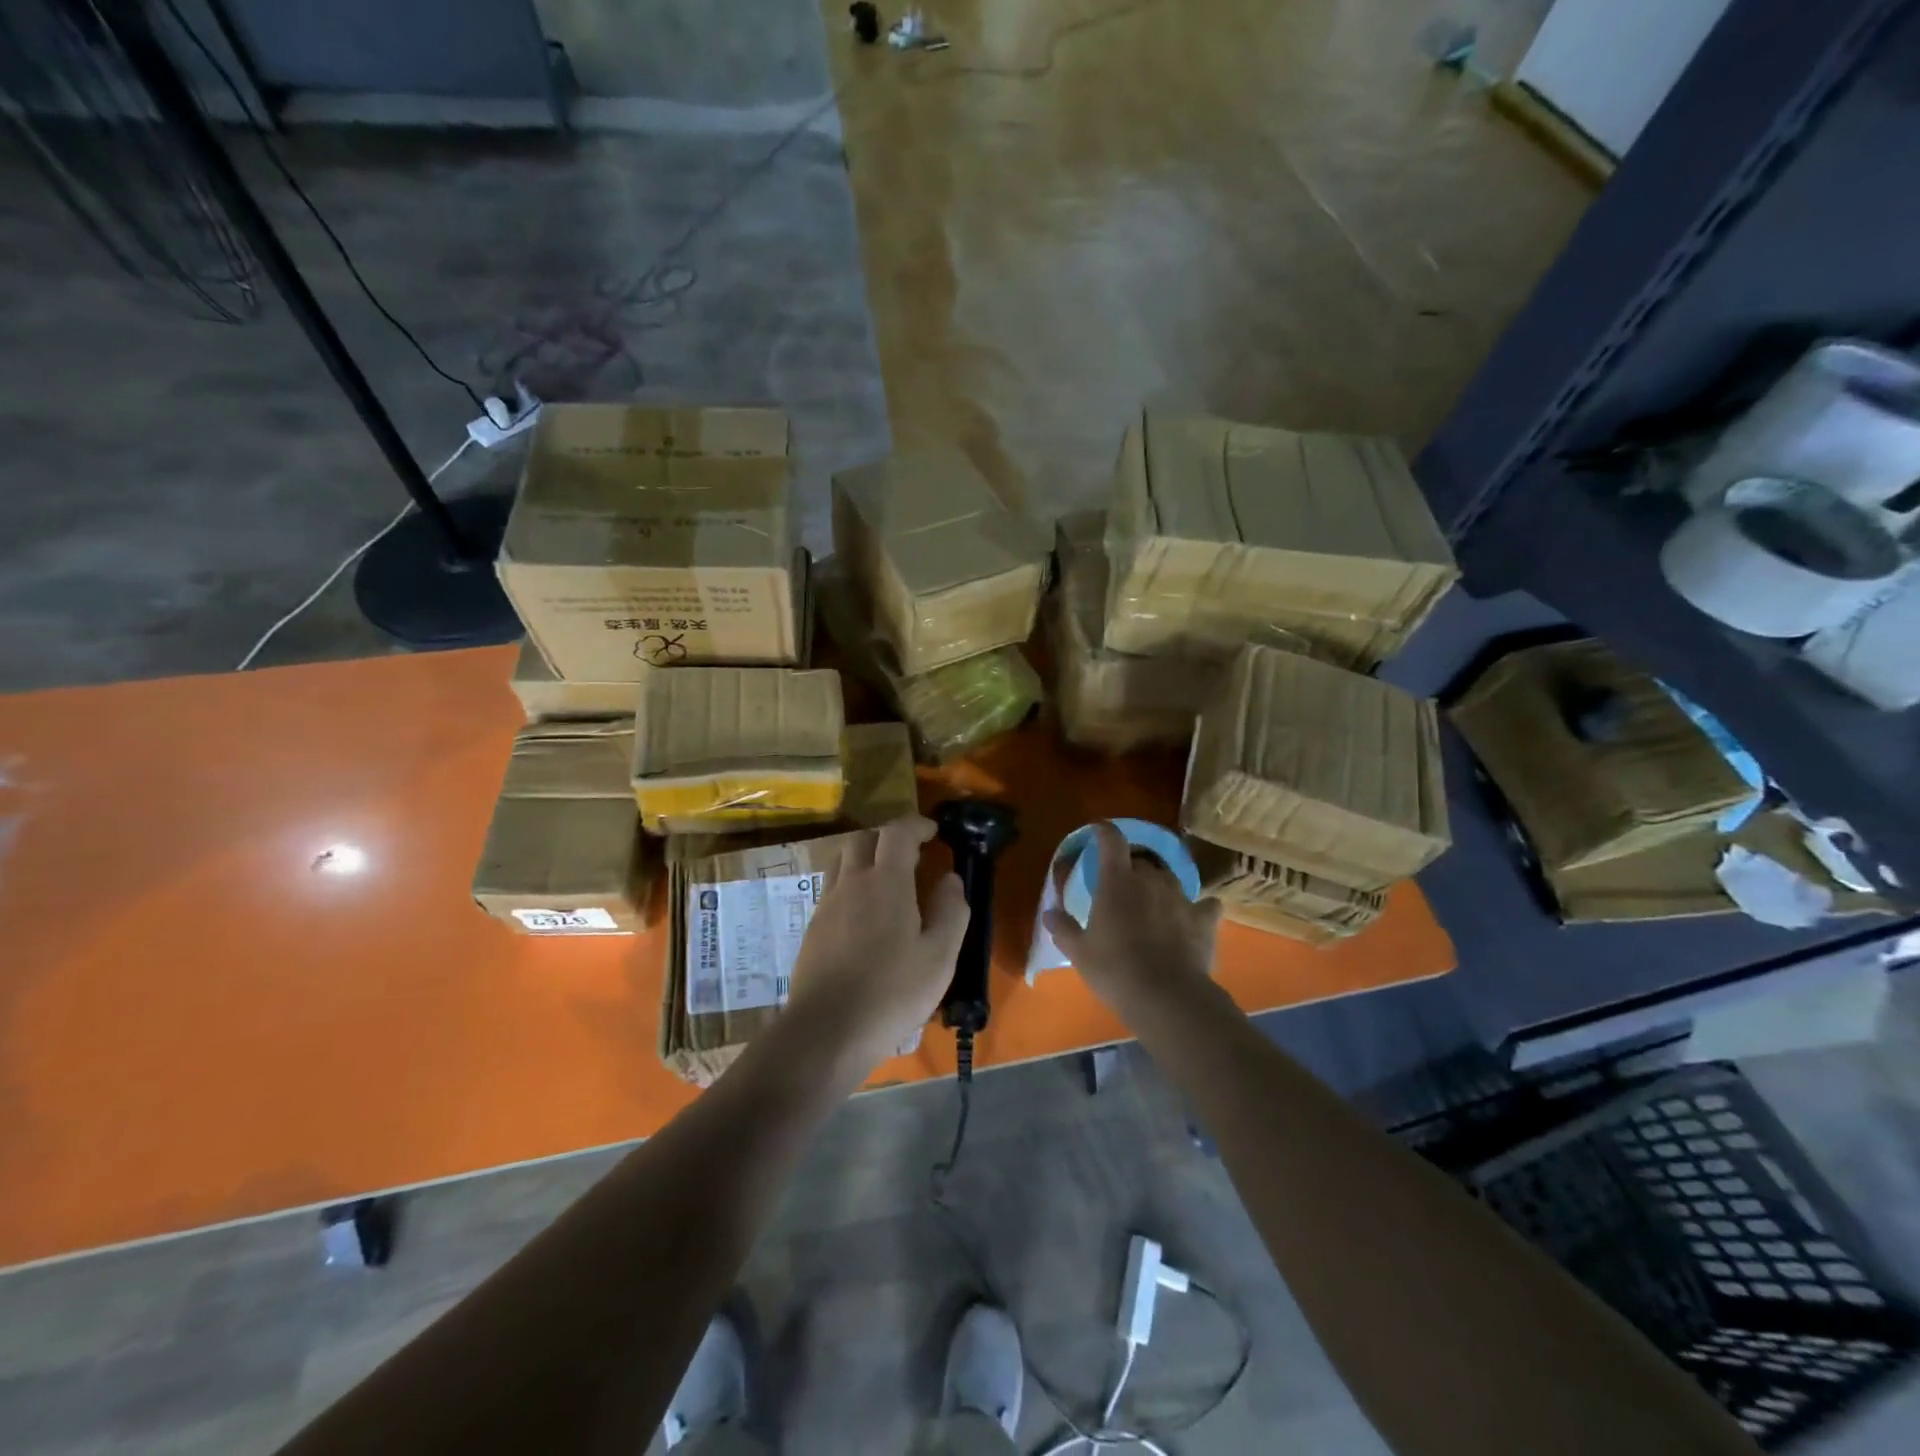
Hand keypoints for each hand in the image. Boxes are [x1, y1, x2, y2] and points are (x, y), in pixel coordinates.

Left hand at [785, 816, 970, 1069]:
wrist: (827, 1030)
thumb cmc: (892, 992)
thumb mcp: (940, 956)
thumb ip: (951, 911)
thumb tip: (950, 879)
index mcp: (886, 882)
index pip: (897, 833)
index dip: (916, 825)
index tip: (933, 831)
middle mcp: (851, 883)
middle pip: (863, 839)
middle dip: (888, 837)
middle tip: (911, 854)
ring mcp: (826, 904)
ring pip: (842, 860)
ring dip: (865, 857)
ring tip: (886, 880)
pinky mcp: (812, 928)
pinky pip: (832, 888)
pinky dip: (851, 884)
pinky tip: (864, 915)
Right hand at [1043, 822, 1221, 1007]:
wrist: (1167, 998)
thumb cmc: (1115, 970)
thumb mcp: (1079, 952)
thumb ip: (1063, 928)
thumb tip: (1050, 913)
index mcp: (1117, 881)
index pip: (1112, 841)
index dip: (1105, 832)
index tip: (1099, 831)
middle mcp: (1151, 880)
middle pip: (1142, 859)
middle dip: (1131, 865)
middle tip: (1121, 882)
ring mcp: (1181, 898)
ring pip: (1169, 878)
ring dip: (1159, 884)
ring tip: (1152, 899)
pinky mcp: (1204, 920)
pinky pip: (1204, 905)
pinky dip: (1199, 907)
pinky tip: (1196, 915)